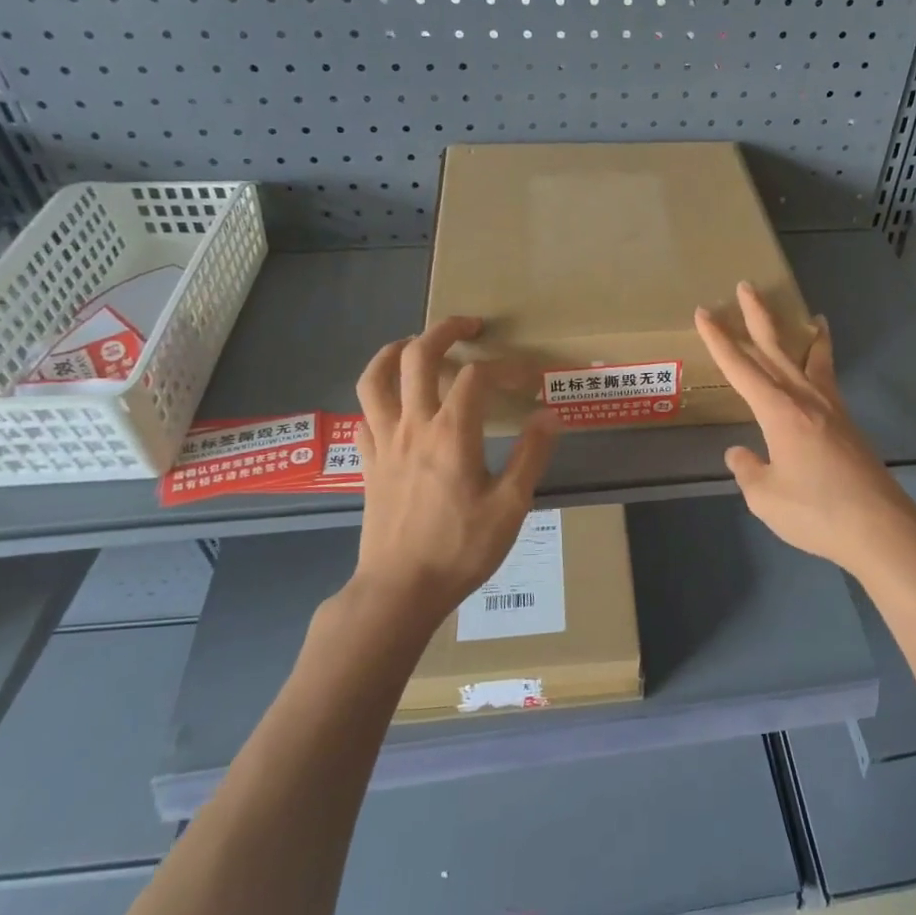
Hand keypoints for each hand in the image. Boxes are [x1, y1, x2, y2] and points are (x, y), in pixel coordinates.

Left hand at [344, 316, 558, 628]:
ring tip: (415, 343)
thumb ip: (531, 455)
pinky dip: (378, 394)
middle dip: (444, 330)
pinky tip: (393, 401)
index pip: (478, 376)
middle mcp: (413, 426)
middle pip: (418, 356)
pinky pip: (365, 413)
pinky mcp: (368, 462)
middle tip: (469, 325)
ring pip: (377, 378)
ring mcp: (384, 442)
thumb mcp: (510, 506)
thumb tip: (550, 415)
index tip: (528, 376)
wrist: (399, 590)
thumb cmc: (460, 549)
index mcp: (452, 434)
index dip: (505, 366)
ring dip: (395, 351)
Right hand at [695, 283, 915, 583]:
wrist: (879, 528)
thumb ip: (748, 470)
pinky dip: (824, 363)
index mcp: (779, 411)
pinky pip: (829, 380)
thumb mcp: (765, 496)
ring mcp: (832, 410)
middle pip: (777, 349)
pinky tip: (821, 371)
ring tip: (811, 314)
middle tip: (746, 286)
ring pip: (813, 359)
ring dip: (804, 334)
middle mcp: (806, 399)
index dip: (719, 340)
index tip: (703, 313)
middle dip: (758, 317)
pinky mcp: (848, 426)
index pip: (741, 368)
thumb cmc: (816, 511)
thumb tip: (740, 452)